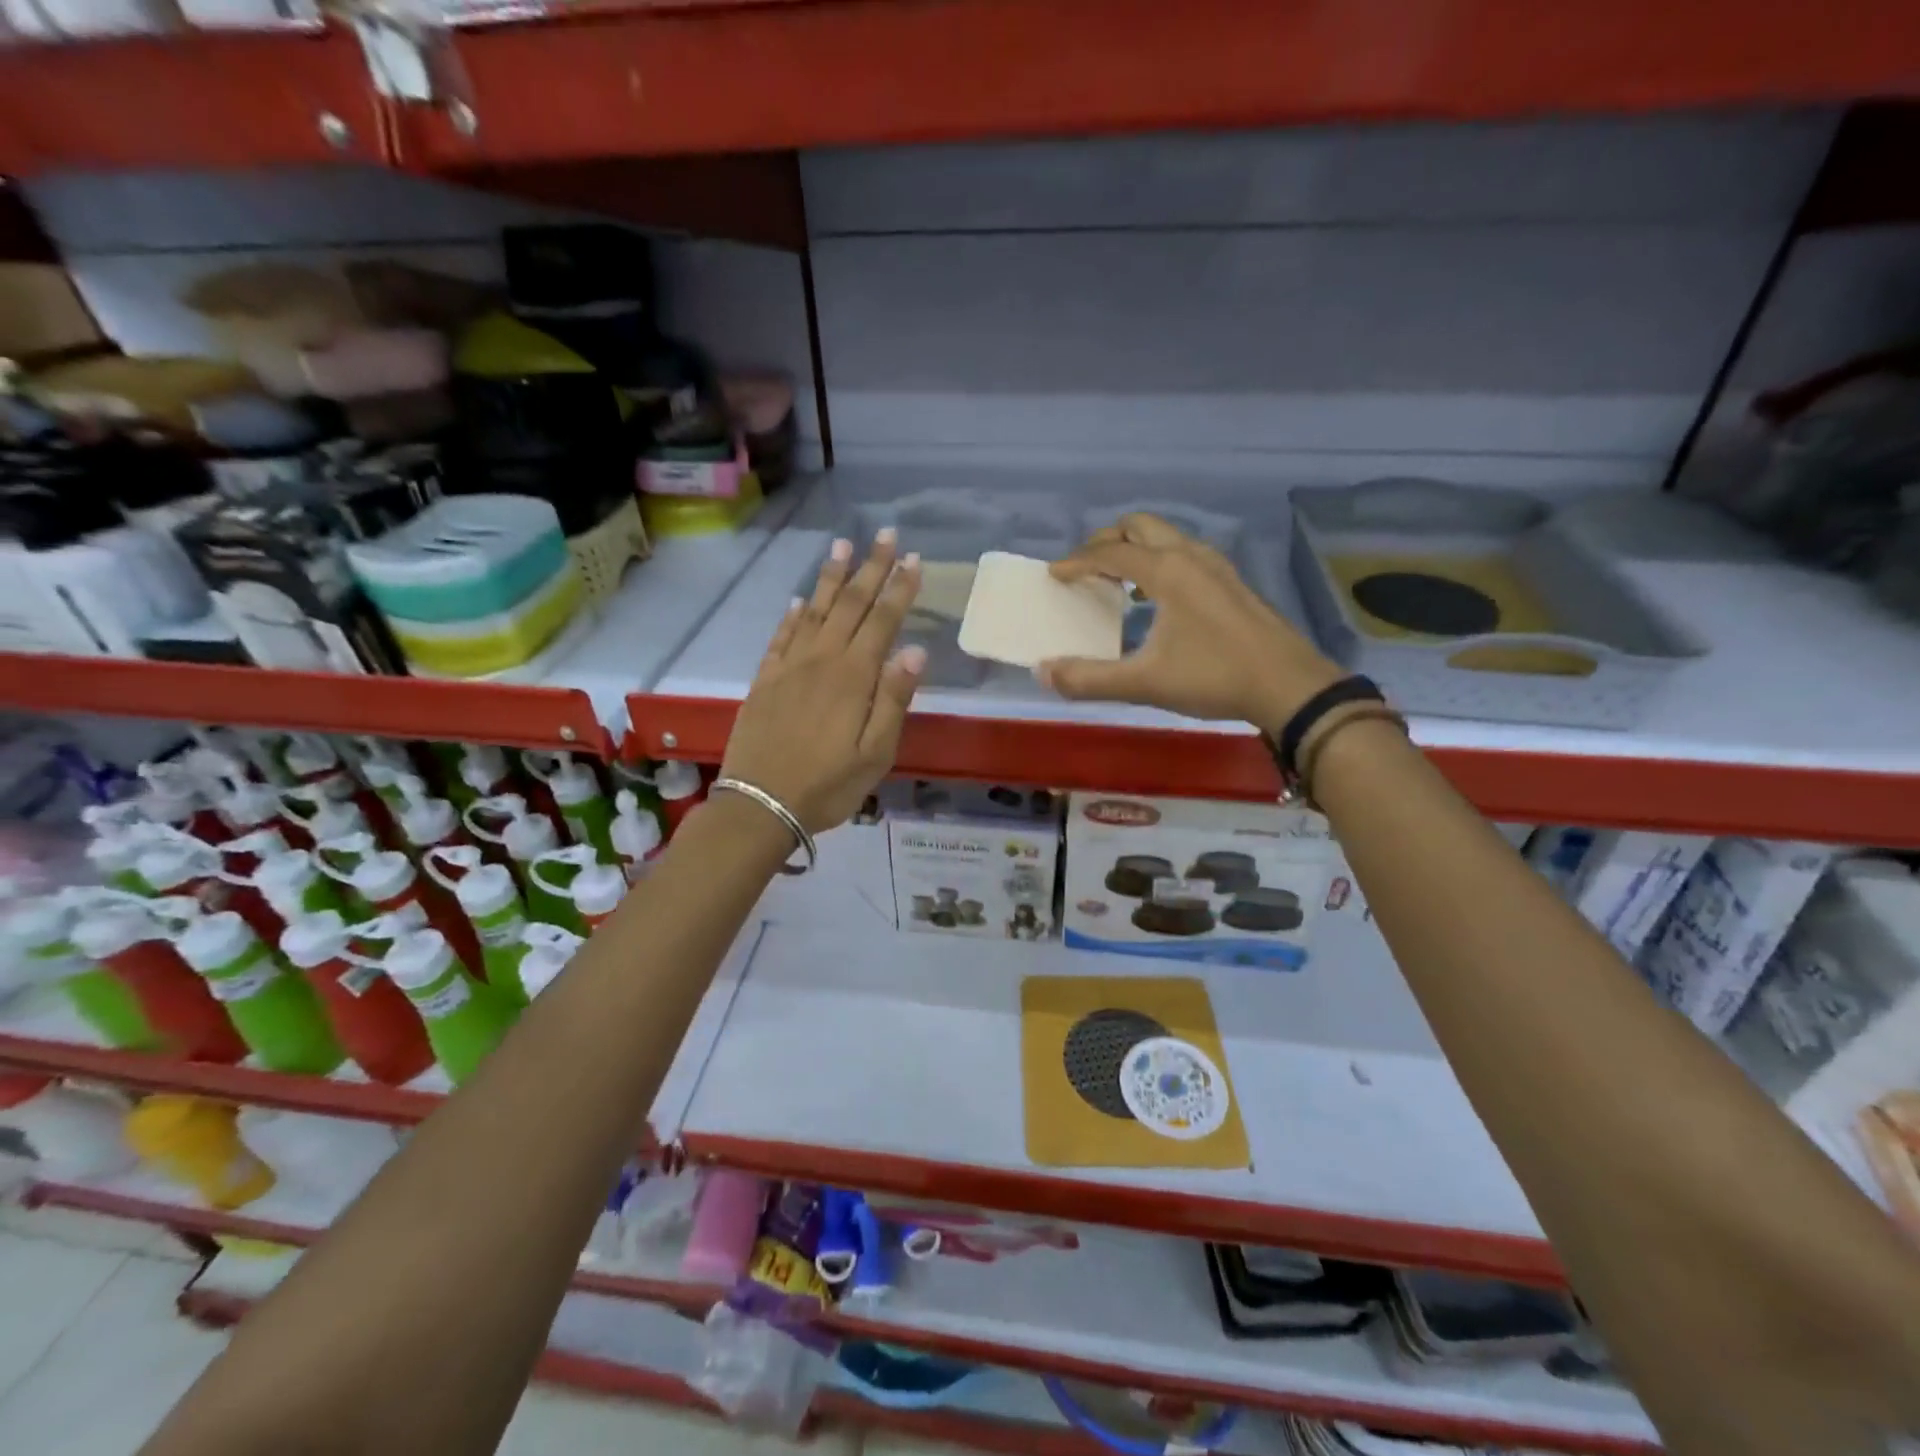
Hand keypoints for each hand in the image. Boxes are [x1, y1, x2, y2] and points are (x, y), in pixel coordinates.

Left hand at [720, 531, 923, 832]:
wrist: (759, 805)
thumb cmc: (828, 786)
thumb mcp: (875, 754)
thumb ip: (894, 700)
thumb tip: (915, 650)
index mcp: (853, 678)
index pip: (882, 621)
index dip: (900, 588)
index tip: (914, 559)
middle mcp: (821, 660)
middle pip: (849, 605)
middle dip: (870, 568)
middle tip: (885, 534)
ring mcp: (788, 668)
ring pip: (814, 612)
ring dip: (831, 578)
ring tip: (842, 547)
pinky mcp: (764, 680)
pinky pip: (781, 637)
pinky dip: (793, 615)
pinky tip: (801, 600)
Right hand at [1039, 513, 1341, 733]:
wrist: (1289, 686)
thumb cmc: (1214, 677)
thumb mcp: (1145, 683)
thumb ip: (1090, 679)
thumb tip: (1043, 672)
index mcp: (1167, 571)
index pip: (1111, 552)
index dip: (1077, 561)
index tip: (1054, 574)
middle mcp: (1191, 556)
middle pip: (1141, 526)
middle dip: (1107, 540)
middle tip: (1085, 566)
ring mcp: (1217, 566)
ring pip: (1166, 537)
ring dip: (1136, 548)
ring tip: (1116, 580)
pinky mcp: (1232, 583)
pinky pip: (1184, 554)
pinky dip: (1159, 562)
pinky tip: (1157, 599)